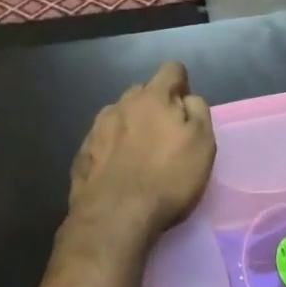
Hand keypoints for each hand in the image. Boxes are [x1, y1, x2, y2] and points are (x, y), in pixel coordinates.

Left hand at [68, 63, 215, 239]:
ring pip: (120, 115)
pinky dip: (113, 148)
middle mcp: (121, 104)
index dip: (182, 84)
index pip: (172, 69)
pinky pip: (103, 140)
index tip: (186, 108)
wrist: (114, 217)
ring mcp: (96, 128)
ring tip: (140, 155)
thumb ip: (198, 112)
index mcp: (152, 97)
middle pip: (143, 92)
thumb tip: (187, 98)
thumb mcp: (202, 144)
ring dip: (132, 126)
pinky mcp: (82, 153)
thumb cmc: (167, 178)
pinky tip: (119, 171)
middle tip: (166, 135)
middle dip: (155, 105)